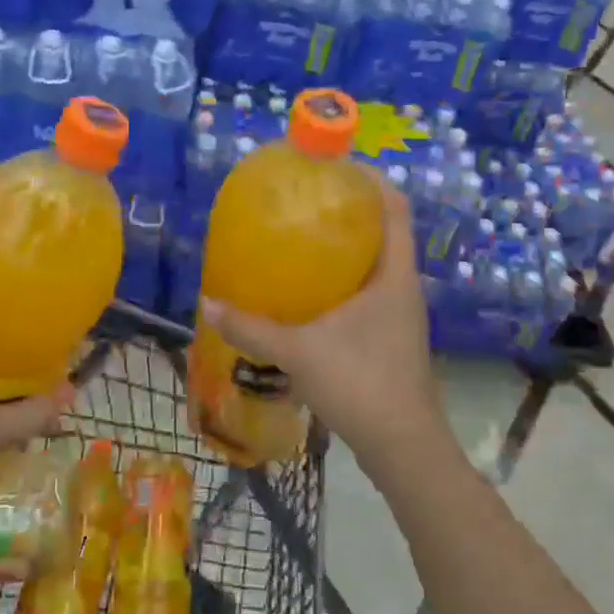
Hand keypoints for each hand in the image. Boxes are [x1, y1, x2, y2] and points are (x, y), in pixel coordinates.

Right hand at [199, 176, 450, 477]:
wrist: (403, 447)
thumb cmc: (361, 383)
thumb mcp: (300, 351)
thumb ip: (253, 327)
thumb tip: (211, 303)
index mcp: (394, 275)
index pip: (394, 207)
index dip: (371, 180)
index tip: (336, 166)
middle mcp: (403, 288)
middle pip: (383, 233)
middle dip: (349, 213)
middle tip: (306, 203)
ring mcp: (400, 316)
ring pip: (375, 267)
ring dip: (345, 251)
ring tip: (301, 243)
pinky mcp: (391, 340)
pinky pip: (367, 295)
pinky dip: (341, 285)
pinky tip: (309, 297)